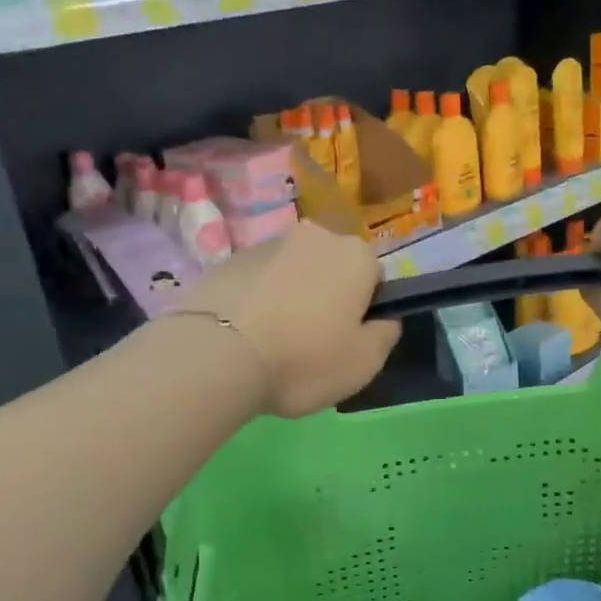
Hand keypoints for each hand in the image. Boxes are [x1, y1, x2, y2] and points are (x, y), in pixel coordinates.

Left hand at [178, 221, 398, 416]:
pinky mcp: (227, 261)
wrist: (216, 356)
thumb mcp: (364, 363)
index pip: (374, 275)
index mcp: (355, 255)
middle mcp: (314, 237)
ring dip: (291, 296)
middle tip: (313, 341)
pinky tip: (246, 335)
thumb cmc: (304, 359)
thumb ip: (385, 335)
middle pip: (332, 267)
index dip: (365, 308)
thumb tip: (383, 320)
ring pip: (293, 272)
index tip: (349, 338)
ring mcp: (266, 244)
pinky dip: (258, 300)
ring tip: (274, 341)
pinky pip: (257, 282)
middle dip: (327, 296)